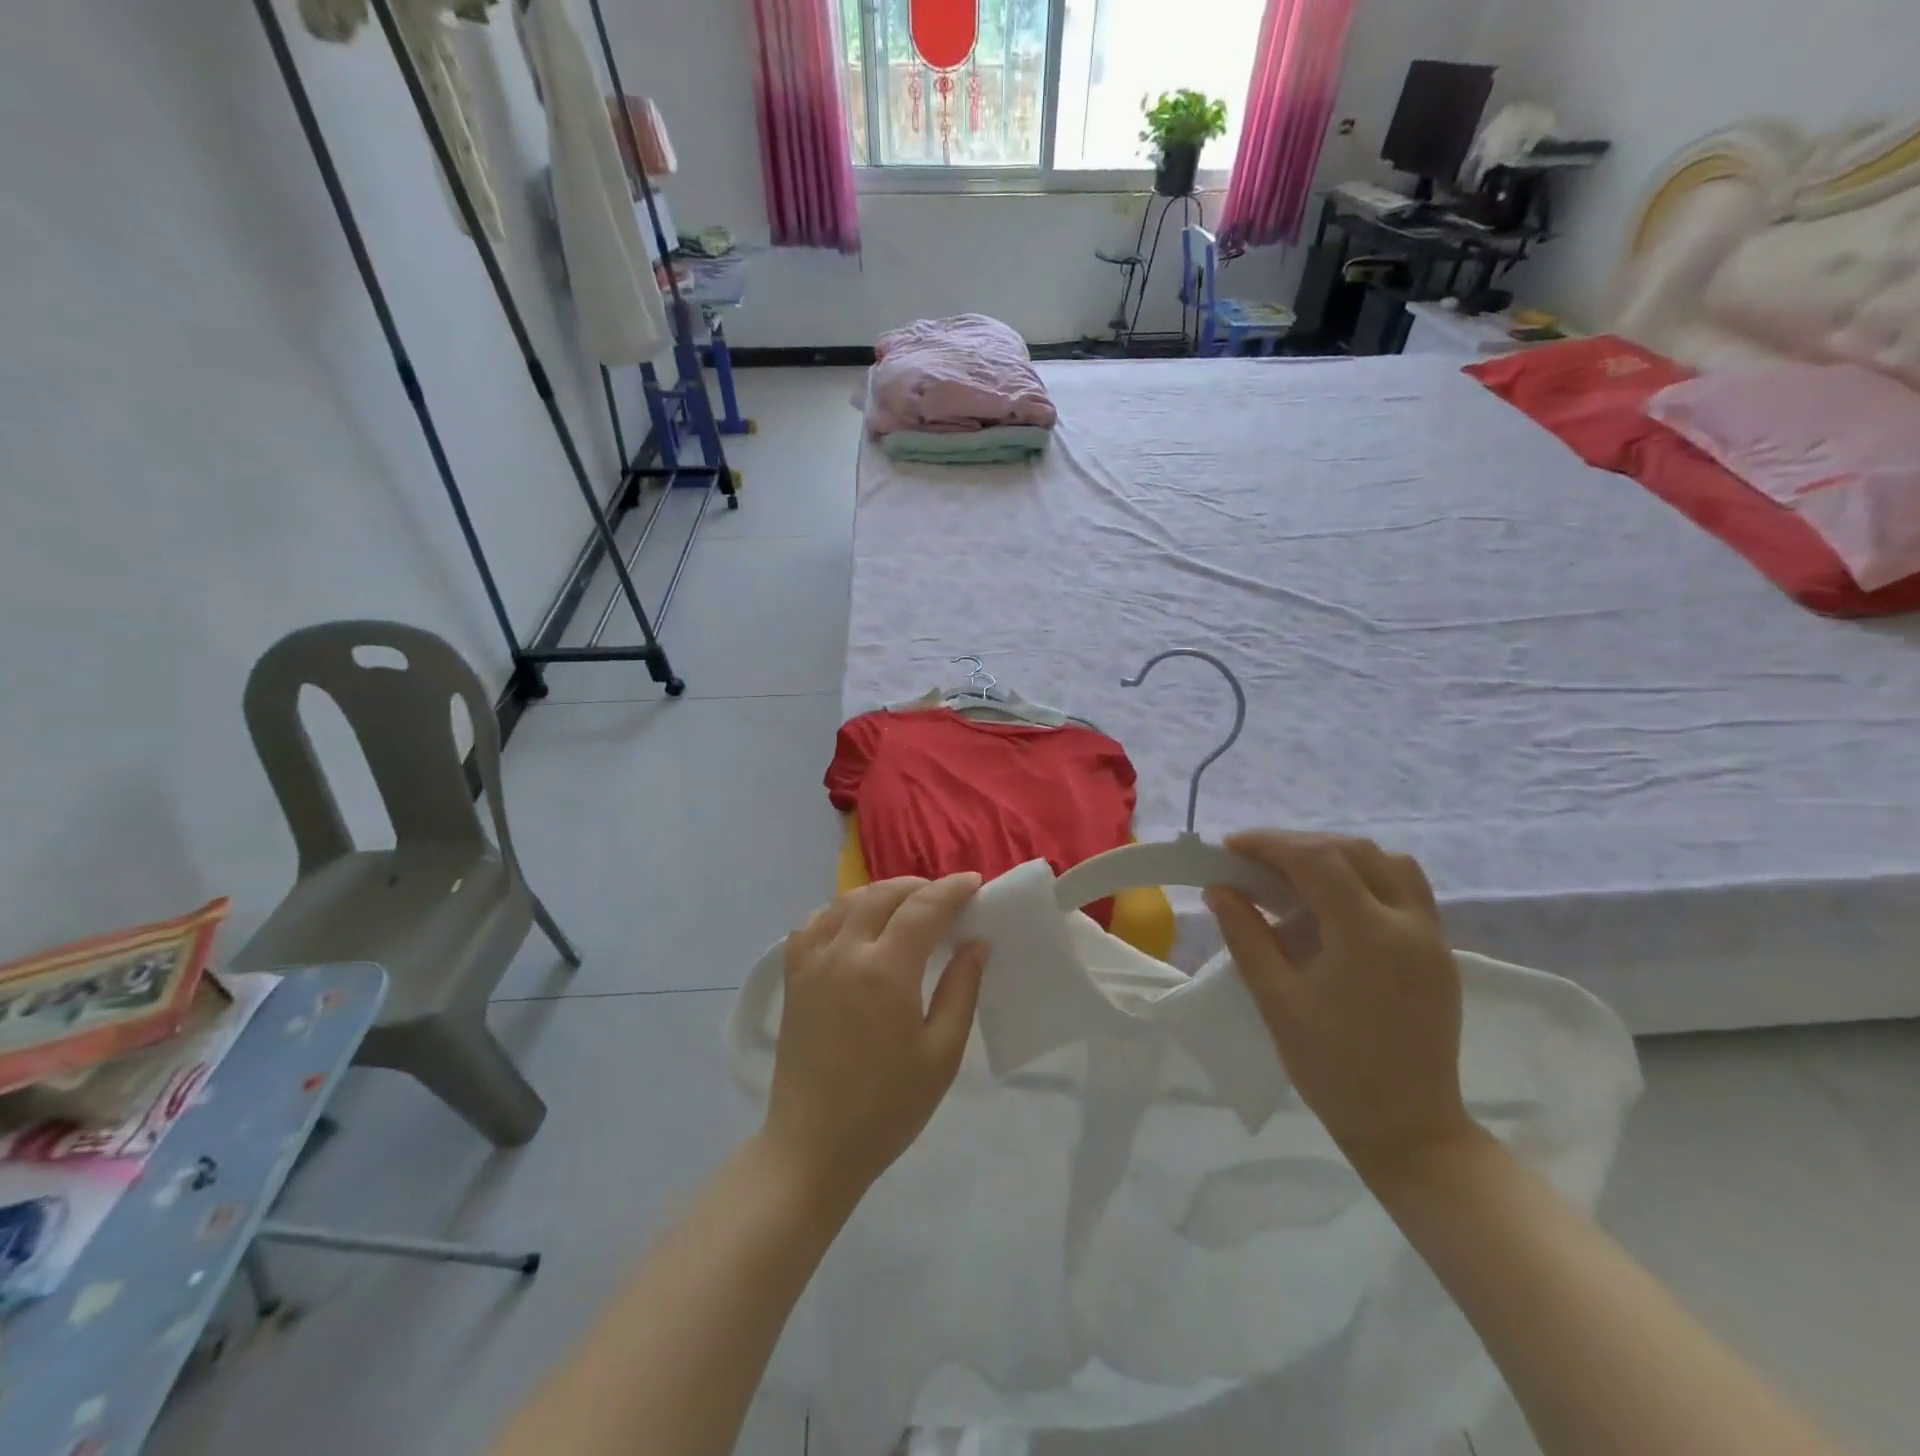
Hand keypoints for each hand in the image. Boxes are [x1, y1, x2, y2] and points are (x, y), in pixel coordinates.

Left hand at [764, 874, 989, 1207]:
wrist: (813, 1147)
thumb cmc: (886, 1108)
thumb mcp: (941, 1054)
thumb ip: (961, 990)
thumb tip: (975, 944)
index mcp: (885, 971)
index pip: (923, 908)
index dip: (952, 890)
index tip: (975, 883)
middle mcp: (844, 953)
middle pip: (883, 894)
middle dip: (919, 887)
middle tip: (945, 898)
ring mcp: (812, 962)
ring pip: (847, 901)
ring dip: (881, 893)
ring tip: (906, 906)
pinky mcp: (793, 977)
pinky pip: (815, 923)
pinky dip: (841, 910)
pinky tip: (856, 924)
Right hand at [1205, 831, 1473, 1179]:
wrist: (1409, 1129)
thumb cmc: (1333, 1069)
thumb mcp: (1277, 1000)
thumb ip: (1246, 936)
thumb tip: (1218, 889)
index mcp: (1368, 936)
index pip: (1318, 861)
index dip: (1270, 844)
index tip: (1230, 846)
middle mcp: (1409, 924)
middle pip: (1353, 852)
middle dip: (1298, 844)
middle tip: (1254, 858)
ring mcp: (1432, 937)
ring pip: (1388, 863)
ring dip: (1337, 855)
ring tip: (1295, 872)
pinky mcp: (1439, 953)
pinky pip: (1406, 889)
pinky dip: (1366, 876)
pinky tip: (1335, 900)